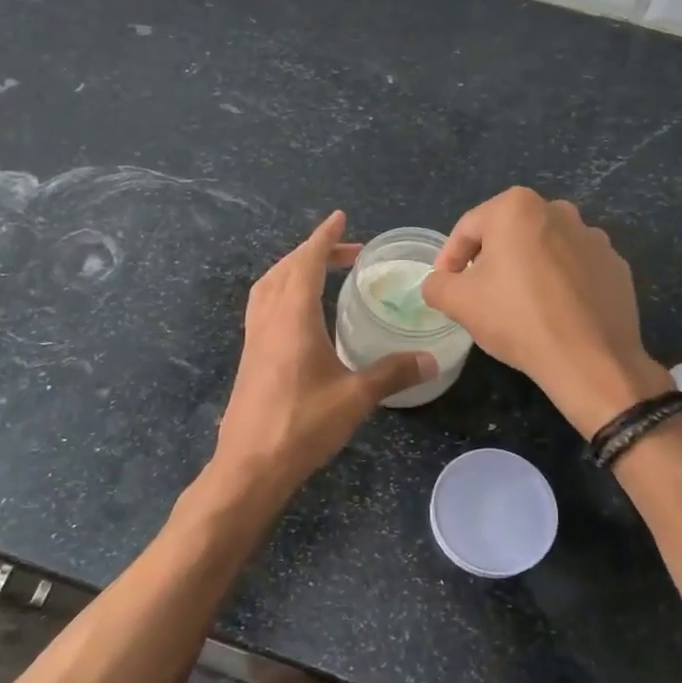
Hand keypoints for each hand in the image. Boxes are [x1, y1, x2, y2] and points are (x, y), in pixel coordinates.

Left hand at [213, 212, 436, 497]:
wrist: (250, 465)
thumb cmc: (302, 425)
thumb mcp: (355, 398)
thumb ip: (392, 374)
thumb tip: (431, 359)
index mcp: (292, 317)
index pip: (306, 262)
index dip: (324, 238)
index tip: (339, 218)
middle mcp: (268, 319)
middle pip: (285, 269)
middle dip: (313, 252)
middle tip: (346, 251)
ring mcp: (254, 339)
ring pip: (268, 287)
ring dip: (293, 270)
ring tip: (321, 272)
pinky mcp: (250, 358)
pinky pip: (263, 307)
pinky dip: (281, 293)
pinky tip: (300, 315)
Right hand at [421, 188, 671, 436]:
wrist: (590, 359)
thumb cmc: (517, 318)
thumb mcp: (457, 302)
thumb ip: (436, 284)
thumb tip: (439, 283)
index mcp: (517, 207)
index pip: (468, 229)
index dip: (450, 258)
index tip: (445, 286)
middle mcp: (559, 210)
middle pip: (508, 235)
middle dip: (489, 261)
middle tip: (478, 295)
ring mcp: (593, 237)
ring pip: (543, 249)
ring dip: (526, 270)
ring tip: (517, 306)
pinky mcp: (615, 266)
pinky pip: (574, 269)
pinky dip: (559, 283)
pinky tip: (552, 313)